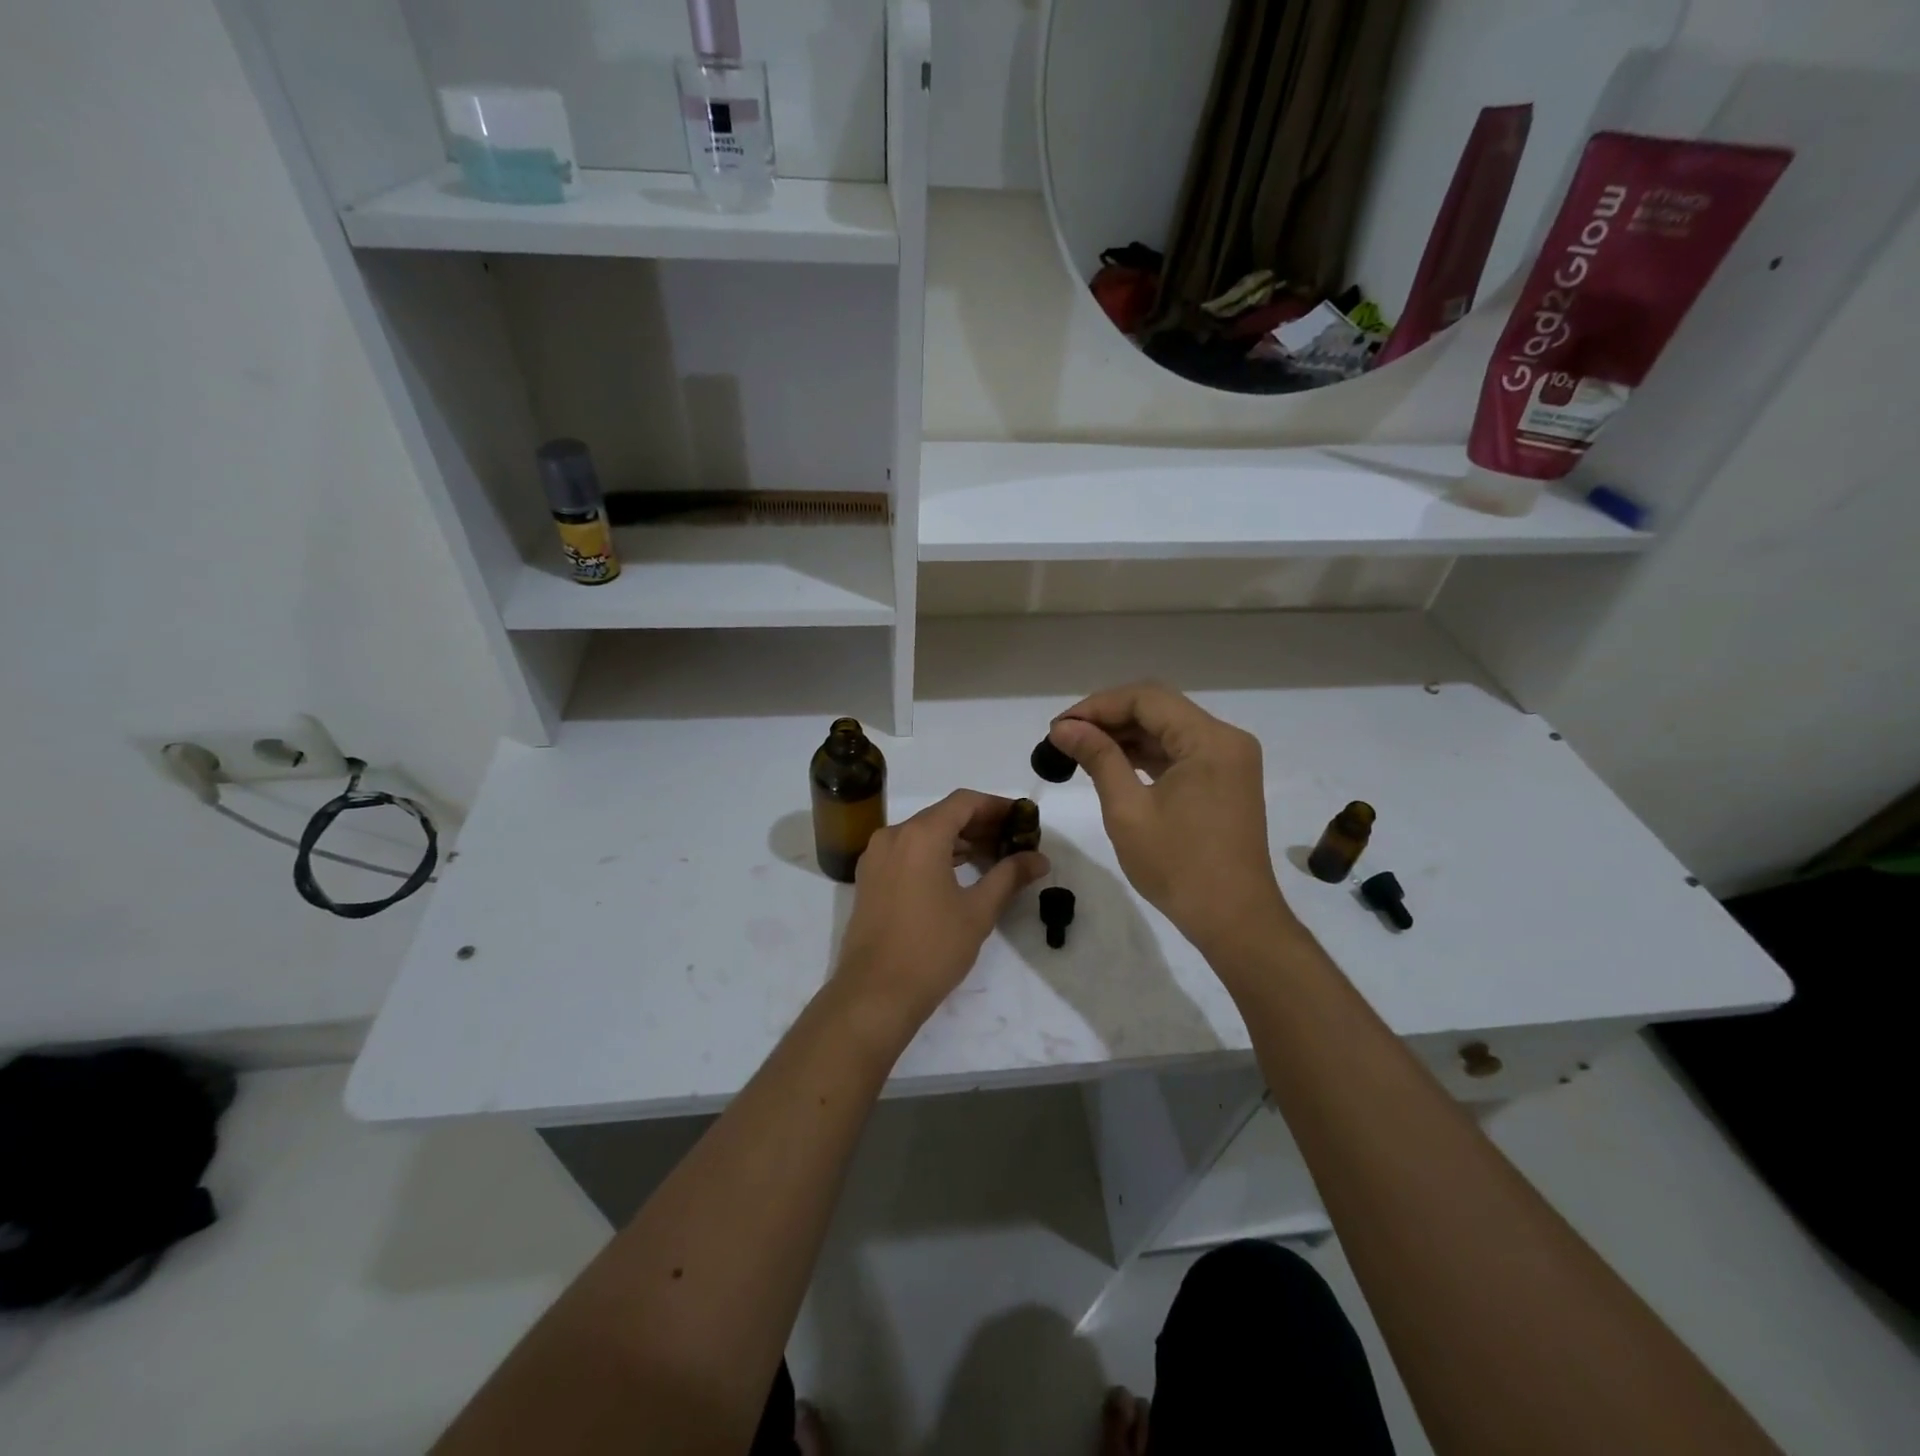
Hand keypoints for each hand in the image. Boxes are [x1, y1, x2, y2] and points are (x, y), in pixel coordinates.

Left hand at [831, 790, 1049, 1033]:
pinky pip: (907, 851)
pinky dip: (934, 853)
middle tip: (1013, 841)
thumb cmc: (931, 948)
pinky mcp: (869, 878)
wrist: (874, 994)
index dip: (997, 806)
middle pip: (943, 815)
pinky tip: (958, 873)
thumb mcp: (978, 911)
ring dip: (957, 840)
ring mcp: (876, 856)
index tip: (1023, 820)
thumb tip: (1039, 859)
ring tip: (992, 858)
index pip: (964, 802)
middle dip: (980, 824)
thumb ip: (1009, 876)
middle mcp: (893, 835)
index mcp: (920, 835)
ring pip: (923, 833)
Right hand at [1049, 682, 1292, 955]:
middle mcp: (1226, 739)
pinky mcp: (1225, 780)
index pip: (1147, 699)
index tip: (1059, 726)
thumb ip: (1098, 758)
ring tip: (1080, 749)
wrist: (1234, 920)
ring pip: (1168, 730)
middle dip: (1109, 718)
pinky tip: (1112, 763)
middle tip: (1064, 737)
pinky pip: (1180, 752)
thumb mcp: (1128, 810)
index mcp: (1210, 740)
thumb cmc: (1178, 867)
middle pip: (1159, 709)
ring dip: (1125, 736)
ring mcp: (1229, 760)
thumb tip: (1064, 727)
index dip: (1098, 706)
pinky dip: (1146, 755)